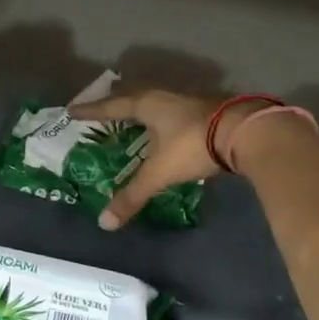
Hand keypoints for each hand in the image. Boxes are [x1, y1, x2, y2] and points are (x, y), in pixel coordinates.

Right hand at [70, 90, 236, 229]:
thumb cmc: (193, 146)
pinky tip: (167, 131)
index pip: (112, 107)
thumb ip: (133, 196)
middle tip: (103, 108)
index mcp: (149, 105)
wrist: (246, 133)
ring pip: (158, 103)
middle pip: (135, 96)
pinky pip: (175, 113)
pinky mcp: (209, 112)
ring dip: (143, 110)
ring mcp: (190, 102)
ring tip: (132, 119)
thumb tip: (105, 223)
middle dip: (117, 102)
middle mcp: (166, 98)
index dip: (92, 111)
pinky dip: (164, 121)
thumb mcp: (159, 172)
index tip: (72, 110)